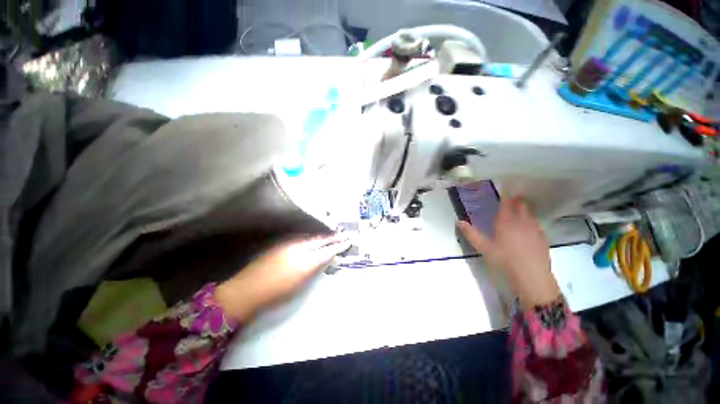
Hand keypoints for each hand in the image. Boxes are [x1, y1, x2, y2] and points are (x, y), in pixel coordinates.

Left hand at [214, 235, 350, 321]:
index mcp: (305, 260)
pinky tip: (313, 239)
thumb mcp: (300, 283)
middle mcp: (299, 247)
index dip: (339, 246)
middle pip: (320, 239)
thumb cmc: (276, 292)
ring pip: (311, 237)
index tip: (348, 241)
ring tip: (331, 235)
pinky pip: (302, 238)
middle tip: (343, 234)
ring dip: (322, 236)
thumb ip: (314, 268)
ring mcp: (289, 243)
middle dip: (332, 237)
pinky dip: (311, 238)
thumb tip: (325, 258)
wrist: (247, 289)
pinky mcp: (281, 244)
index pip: (327, 250)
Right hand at [457, 197, 559, 310]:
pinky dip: (530, 221)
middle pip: (521, 205)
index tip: (505, 192)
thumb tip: (458, 222)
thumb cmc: (504, 260)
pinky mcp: (543, 238)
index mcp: (506, 222)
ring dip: (524, 210)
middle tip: (510, 200)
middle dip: (516, 200)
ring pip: (530, 214)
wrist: (532, 277)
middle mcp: (522, 221)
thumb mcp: (483, 248)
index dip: (506, 196)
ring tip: (517, 212)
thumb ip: (471, 233)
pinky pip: (536, 224)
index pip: (507, 203)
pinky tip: (527, 229)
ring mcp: (534, 229)